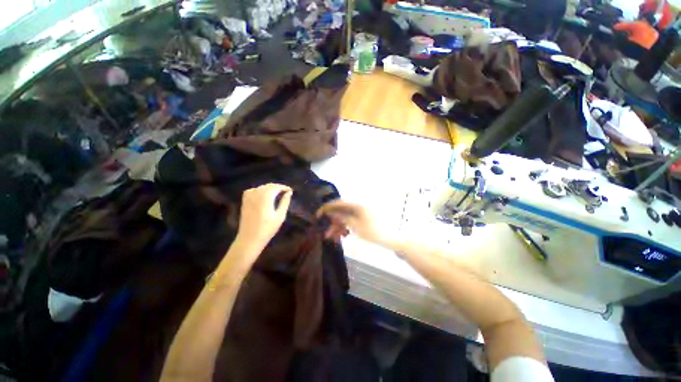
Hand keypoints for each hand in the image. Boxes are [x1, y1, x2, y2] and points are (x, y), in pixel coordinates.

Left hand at [235, 183, 292, 251]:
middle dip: (277, 187)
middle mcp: (256, 195)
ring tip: (277, 193)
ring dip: (269, 188)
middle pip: (268, 186)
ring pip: (260, 187)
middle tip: (285, 191)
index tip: (290, 190)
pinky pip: (252, 190)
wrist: (249, 239)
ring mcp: (248, 198)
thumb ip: (285, 202)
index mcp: (265, 198)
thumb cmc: (267, 229)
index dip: (283, 187)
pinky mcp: (244, 202)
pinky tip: (263, 195)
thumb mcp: (280, 216)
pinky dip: (259, 190)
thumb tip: (289, 193)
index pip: (275, 187)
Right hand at [316, 201, 399, 249]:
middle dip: (333, 222)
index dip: (327, 208)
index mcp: (357, 204)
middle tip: (326, 233)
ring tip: (334, 238)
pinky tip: (343, 236)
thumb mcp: (356, 226)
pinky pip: (352, 221)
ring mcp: (361, 212)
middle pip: (341, 212)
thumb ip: (343, 218)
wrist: (390, 239)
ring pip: (346, 218)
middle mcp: (358, 206)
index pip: (339, 203)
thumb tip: (331, 213)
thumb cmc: (373, 231)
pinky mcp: (364, 218)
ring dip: (339, 227)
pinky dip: (346, 227)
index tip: (318, 215)